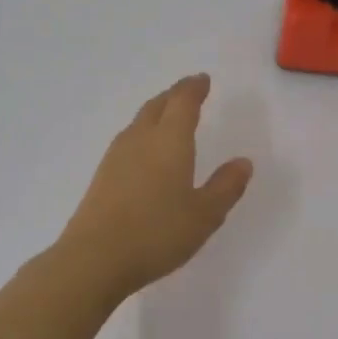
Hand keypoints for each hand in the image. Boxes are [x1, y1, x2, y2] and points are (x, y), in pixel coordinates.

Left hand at [57, 74, 253, 298]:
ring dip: (156, 113)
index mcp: (169, 141)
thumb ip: (226, 186)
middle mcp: (140, 140)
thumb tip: (243, 162)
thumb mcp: (204, 215)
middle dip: (174, 96)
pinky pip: (127, 142)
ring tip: (168, 117)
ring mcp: (116, 157)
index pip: (183, 102)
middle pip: (157, 106)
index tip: (203, 80)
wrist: (94, 258)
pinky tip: (145, 153)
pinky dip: (142, 135)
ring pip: (139, 122)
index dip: (194, 88)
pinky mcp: (102, 177)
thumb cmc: (157, 233)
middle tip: (188, 92)